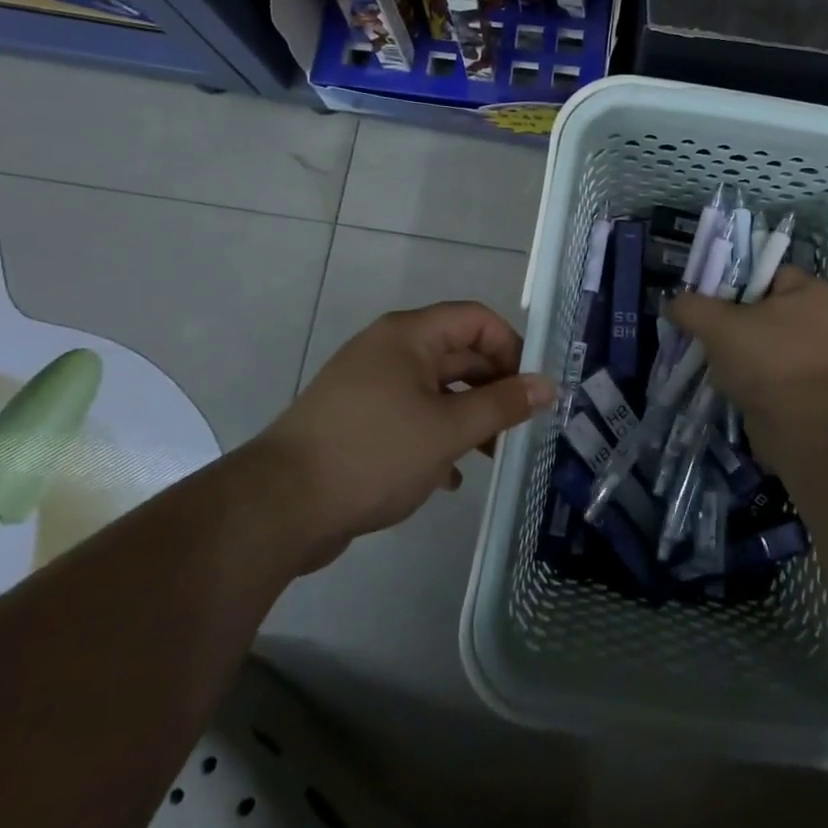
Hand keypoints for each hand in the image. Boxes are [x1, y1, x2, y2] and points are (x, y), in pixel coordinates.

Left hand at [251, 302, 553, 565]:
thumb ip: (502, 405)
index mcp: (408, 336)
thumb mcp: (449, 429)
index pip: (476, 320)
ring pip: (437, 390)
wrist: (280, 507)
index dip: (511, 347)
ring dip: (469, 417)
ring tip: (492, 455)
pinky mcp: (358, 423)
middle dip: (493, 387)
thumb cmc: (374, 453)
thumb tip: (548, 385)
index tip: (531, 389)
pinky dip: (437, 438)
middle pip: (458, 354)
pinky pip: (412, 418)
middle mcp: (389, 351)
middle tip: (520, 426)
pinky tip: (450, 476)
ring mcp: (370, 387)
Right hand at [667, 267, 827, 464]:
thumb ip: (691, 307)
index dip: (732, 280)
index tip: (704, 298)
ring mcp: (813, 357)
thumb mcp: (718, 324)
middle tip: (699, 329)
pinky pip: (765, 372)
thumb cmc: (767, 361)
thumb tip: (673, 303)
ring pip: (759, 343)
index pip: (765, 271)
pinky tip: (723, 383)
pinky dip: (744, 377)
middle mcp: (818, 320)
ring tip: (706, 358)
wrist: (803, 429)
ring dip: (732, 352)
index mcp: (810, 292)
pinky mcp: (802, 388)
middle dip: (727, 320)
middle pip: (759, 308)